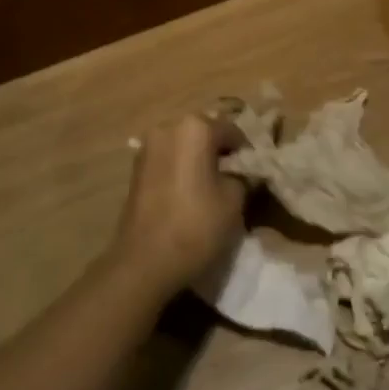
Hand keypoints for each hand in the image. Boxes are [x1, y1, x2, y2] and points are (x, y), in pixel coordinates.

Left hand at [112, 115, 251, 297]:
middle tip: (233, 178)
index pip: (232, 130)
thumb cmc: (196, 225)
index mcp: (195, 128)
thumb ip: (242, 176)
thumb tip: (241, 171)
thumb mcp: (235, 200)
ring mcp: (147, 147)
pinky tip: (188, 193)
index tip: (252, 174)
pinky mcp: (135, 168)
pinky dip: (180, 169)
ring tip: (210, 188)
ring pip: (184, 145)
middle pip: (204, 133)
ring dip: (198, 159)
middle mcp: (168, 127)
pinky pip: (168, 159)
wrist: (144, 261)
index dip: (246, 152)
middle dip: (219, 152)